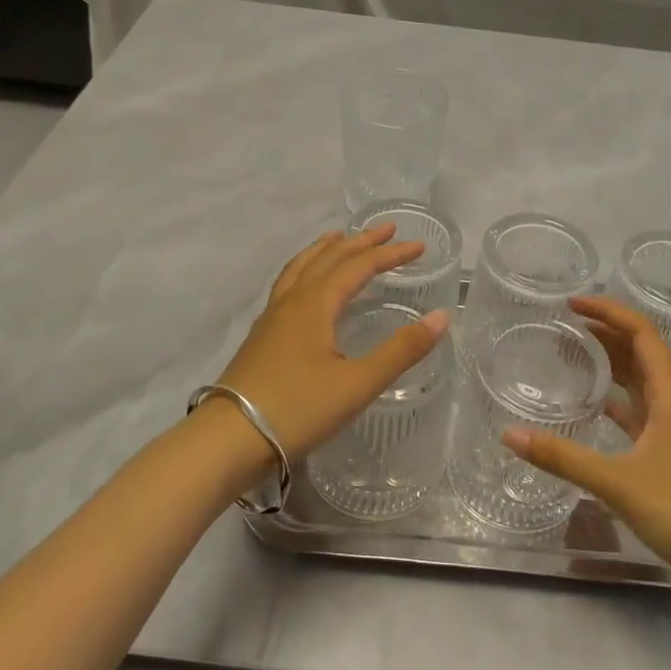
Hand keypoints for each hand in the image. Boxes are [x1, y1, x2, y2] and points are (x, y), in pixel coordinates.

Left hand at [216, 225, 450, 460]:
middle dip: (361, 241)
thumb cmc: (298, 410)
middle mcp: (293, 300)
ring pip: (301, 267)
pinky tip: (306, 286)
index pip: (359, 265)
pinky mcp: (262, 336)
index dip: (390, 254)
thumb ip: (401, 350)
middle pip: (329, 258)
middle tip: (387, 229)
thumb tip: (441, 316)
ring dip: (326, 249)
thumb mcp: (358, 384)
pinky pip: (287, 284)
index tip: (419, 247)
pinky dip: (305, 269)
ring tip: (339, 238)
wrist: (229, 439)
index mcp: (316, 304)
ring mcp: (272, 317)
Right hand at [504, 295, 670, 583]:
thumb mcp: (618, 482)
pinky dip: (616, 403)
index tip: (573, 305)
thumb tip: (510, 434)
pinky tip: (594, 409)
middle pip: (641, 355)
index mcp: (670, 399)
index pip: (643, 336)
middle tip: (566, 326)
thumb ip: (563, 458)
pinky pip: (638, 415)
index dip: (610, 313)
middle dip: (607, 333)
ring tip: (575, 355)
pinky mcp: (669, 458)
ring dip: (612, 364)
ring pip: (641, 384)